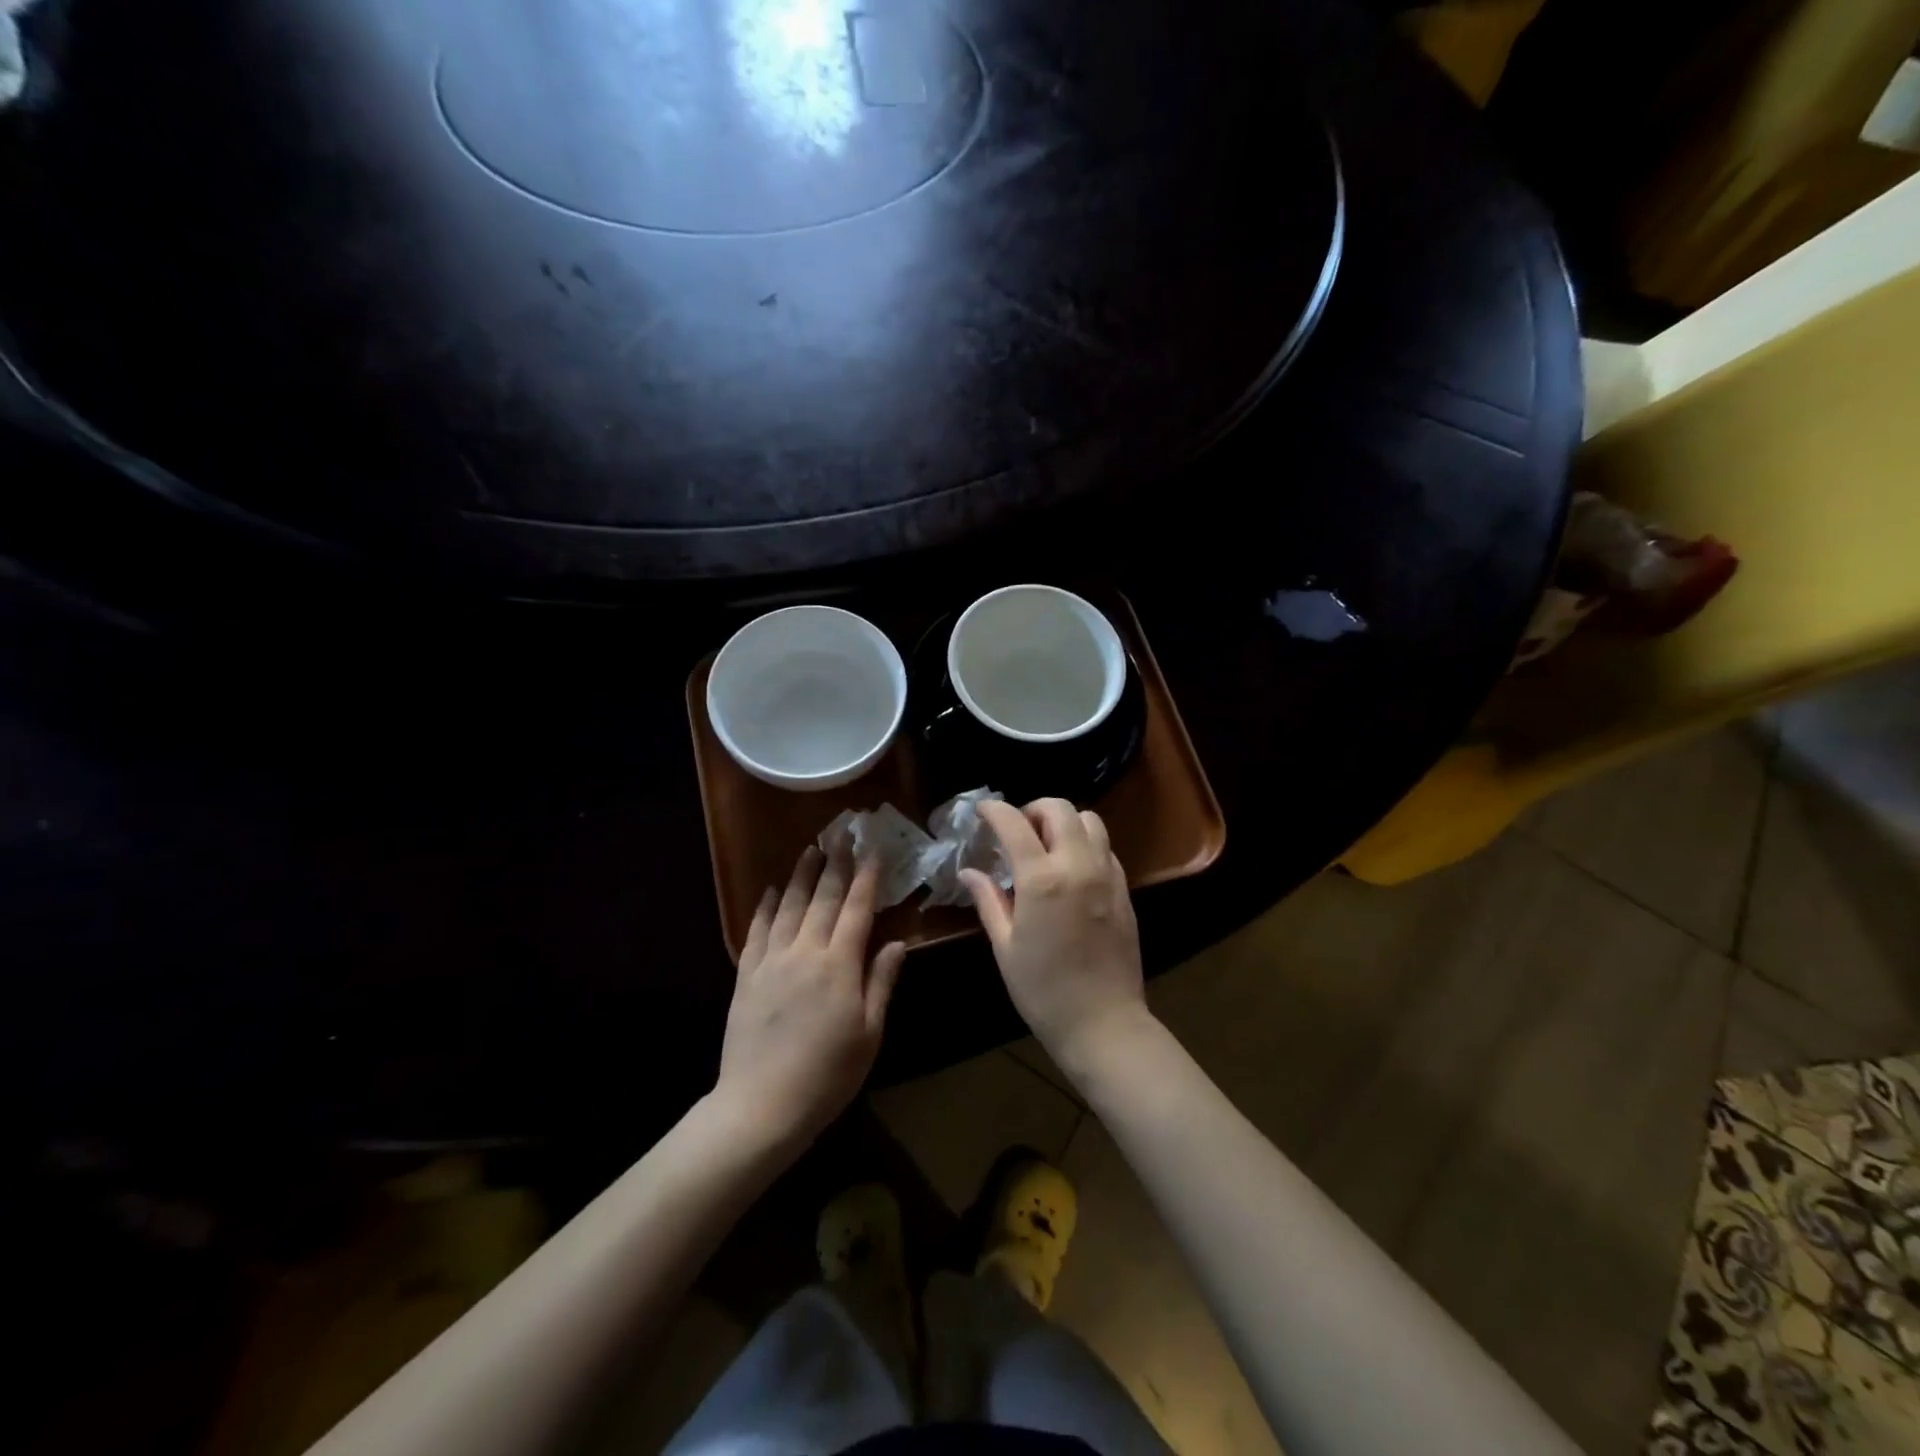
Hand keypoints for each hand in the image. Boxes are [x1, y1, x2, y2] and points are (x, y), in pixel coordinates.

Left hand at [716, 847, 905, 1154]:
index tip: (874, 850)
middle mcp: (805, 951)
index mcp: (839, 965)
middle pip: (823, 898)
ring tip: (811, 849)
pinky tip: (768, 890)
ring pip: (788, 906)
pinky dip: (764, 907)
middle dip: (836, 864)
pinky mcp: (746, 975)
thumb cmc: (827, 1075)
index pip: (857, 909)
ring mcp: (772, 961)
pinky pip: (756, 931)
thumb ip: (881, 983)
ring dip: (801, 875)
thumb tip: (895, 942)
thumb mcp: (869, 1033)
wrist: (761, 1105)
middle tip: (843, 834)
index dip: (867, 877)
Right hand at [961, 799, 1148, 1075]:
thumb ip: (988, 900)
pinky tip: (1071, 869)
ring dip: (1064, 822)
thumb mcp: (1005, 946)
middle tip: (1016, 830)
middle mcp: (1078, 866)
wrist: (1103, 1023)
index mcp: (1042, 880)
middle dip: (1033, 809)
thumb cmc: (1043, 990)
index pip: (1015, 823)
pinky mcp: (1125, 889)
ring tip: (1046, 844)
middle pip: (1060, 808)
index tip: (982, 810)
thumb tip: (969, 872)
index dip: (994, 810)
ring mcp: (1107, 875)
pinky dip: (1085, 843)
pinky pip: (1106, 848)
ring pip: (1090, 821)